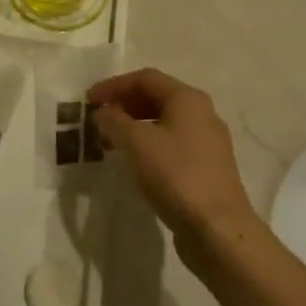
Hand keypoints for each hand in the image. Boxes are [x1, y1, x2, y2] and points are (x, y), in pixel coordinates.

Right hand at [89, 68, 266, 279]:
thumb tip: (103, 112)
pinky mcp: (207, 166)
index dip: (114, 85)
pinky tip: (134, 161)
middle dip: (124, 104)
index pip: (145, 78)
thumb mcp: (136, 143)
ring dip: (134, 125)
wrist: (217, 227)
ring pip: (164, 122)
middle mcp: (202, 113)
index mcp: (188, 99)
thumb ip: (114, 121)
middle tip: (98, 119)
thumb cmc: (175, 175)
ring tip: (110, 141)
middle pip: (157, 97)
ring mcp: (208, 141)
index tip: (89, 100)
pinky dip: (148, 144)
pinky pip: (172, 143)